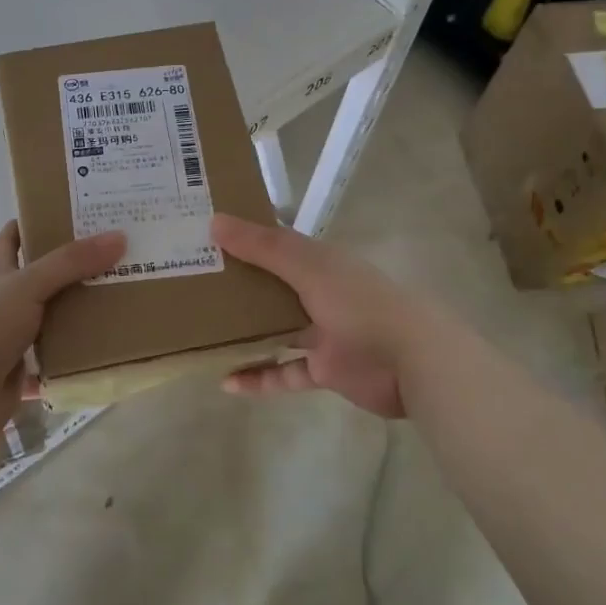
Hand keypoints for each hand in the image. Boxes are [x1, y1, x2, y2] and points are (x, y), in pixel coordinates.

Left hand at [0, 223, 125, 445]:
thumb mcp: (27, 285)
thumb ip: (71, 263)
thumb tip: (119, 236)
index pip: (11, 238)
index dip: (32, 223)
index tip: (68, 213)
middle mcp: (1, 303)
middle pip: (38, 280)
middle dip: (70, 270)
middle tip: (115, 257)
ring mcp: (9, 340)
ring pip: (49, 322)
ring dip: (76, 316)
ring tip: (120, 301)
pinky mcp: (18, 375)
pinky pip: (52, 365)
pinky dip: (73, 362)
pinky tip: (104, 354)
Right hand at [211, 213, 419, 419]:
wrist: (412, 361)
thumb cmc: (359, 303)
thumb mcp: (308, 267)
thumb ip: (262, 247)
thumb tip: (214, 222)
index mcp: (319, 263)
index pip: (276, 245)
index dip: (244, 239)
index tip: (205, 238)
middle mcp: (319, 294)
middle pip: (272, 288)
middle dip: (238, 288)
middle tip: (193, 287)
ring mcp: (322, 334)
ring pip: (275, 331)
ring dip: (244, 334)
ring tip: (203, 334)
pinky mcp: (323, 371)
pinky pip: (284, 373)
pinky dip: (259, 378)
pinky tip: (227, 383)